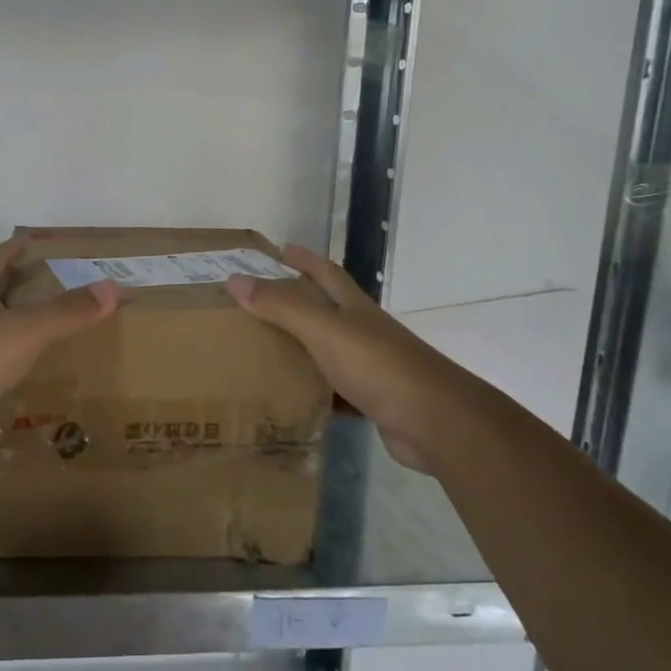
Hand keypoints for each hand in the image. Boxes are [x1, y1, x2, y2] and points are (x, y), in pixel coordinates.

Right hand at [225, 246, 443, 468]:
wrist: (435, 421)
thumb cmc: (378, 366)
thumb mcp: (324, 330)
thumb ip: (281, 307)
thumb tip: (234, 280)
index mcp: (354, 308)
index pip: (327, 273)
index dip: (305, 259)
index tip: (280, 248)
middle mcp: (364, 332)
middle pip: (327, 310)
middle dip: (298, 301)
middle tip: (258, 302)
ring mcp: (371, 368)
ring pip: (327, 352)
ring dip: (301, 349)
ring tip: (264, 351)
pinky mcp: (373, 402)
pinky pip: (334, 392)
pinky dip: (313, 392)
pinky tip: (291, 400)